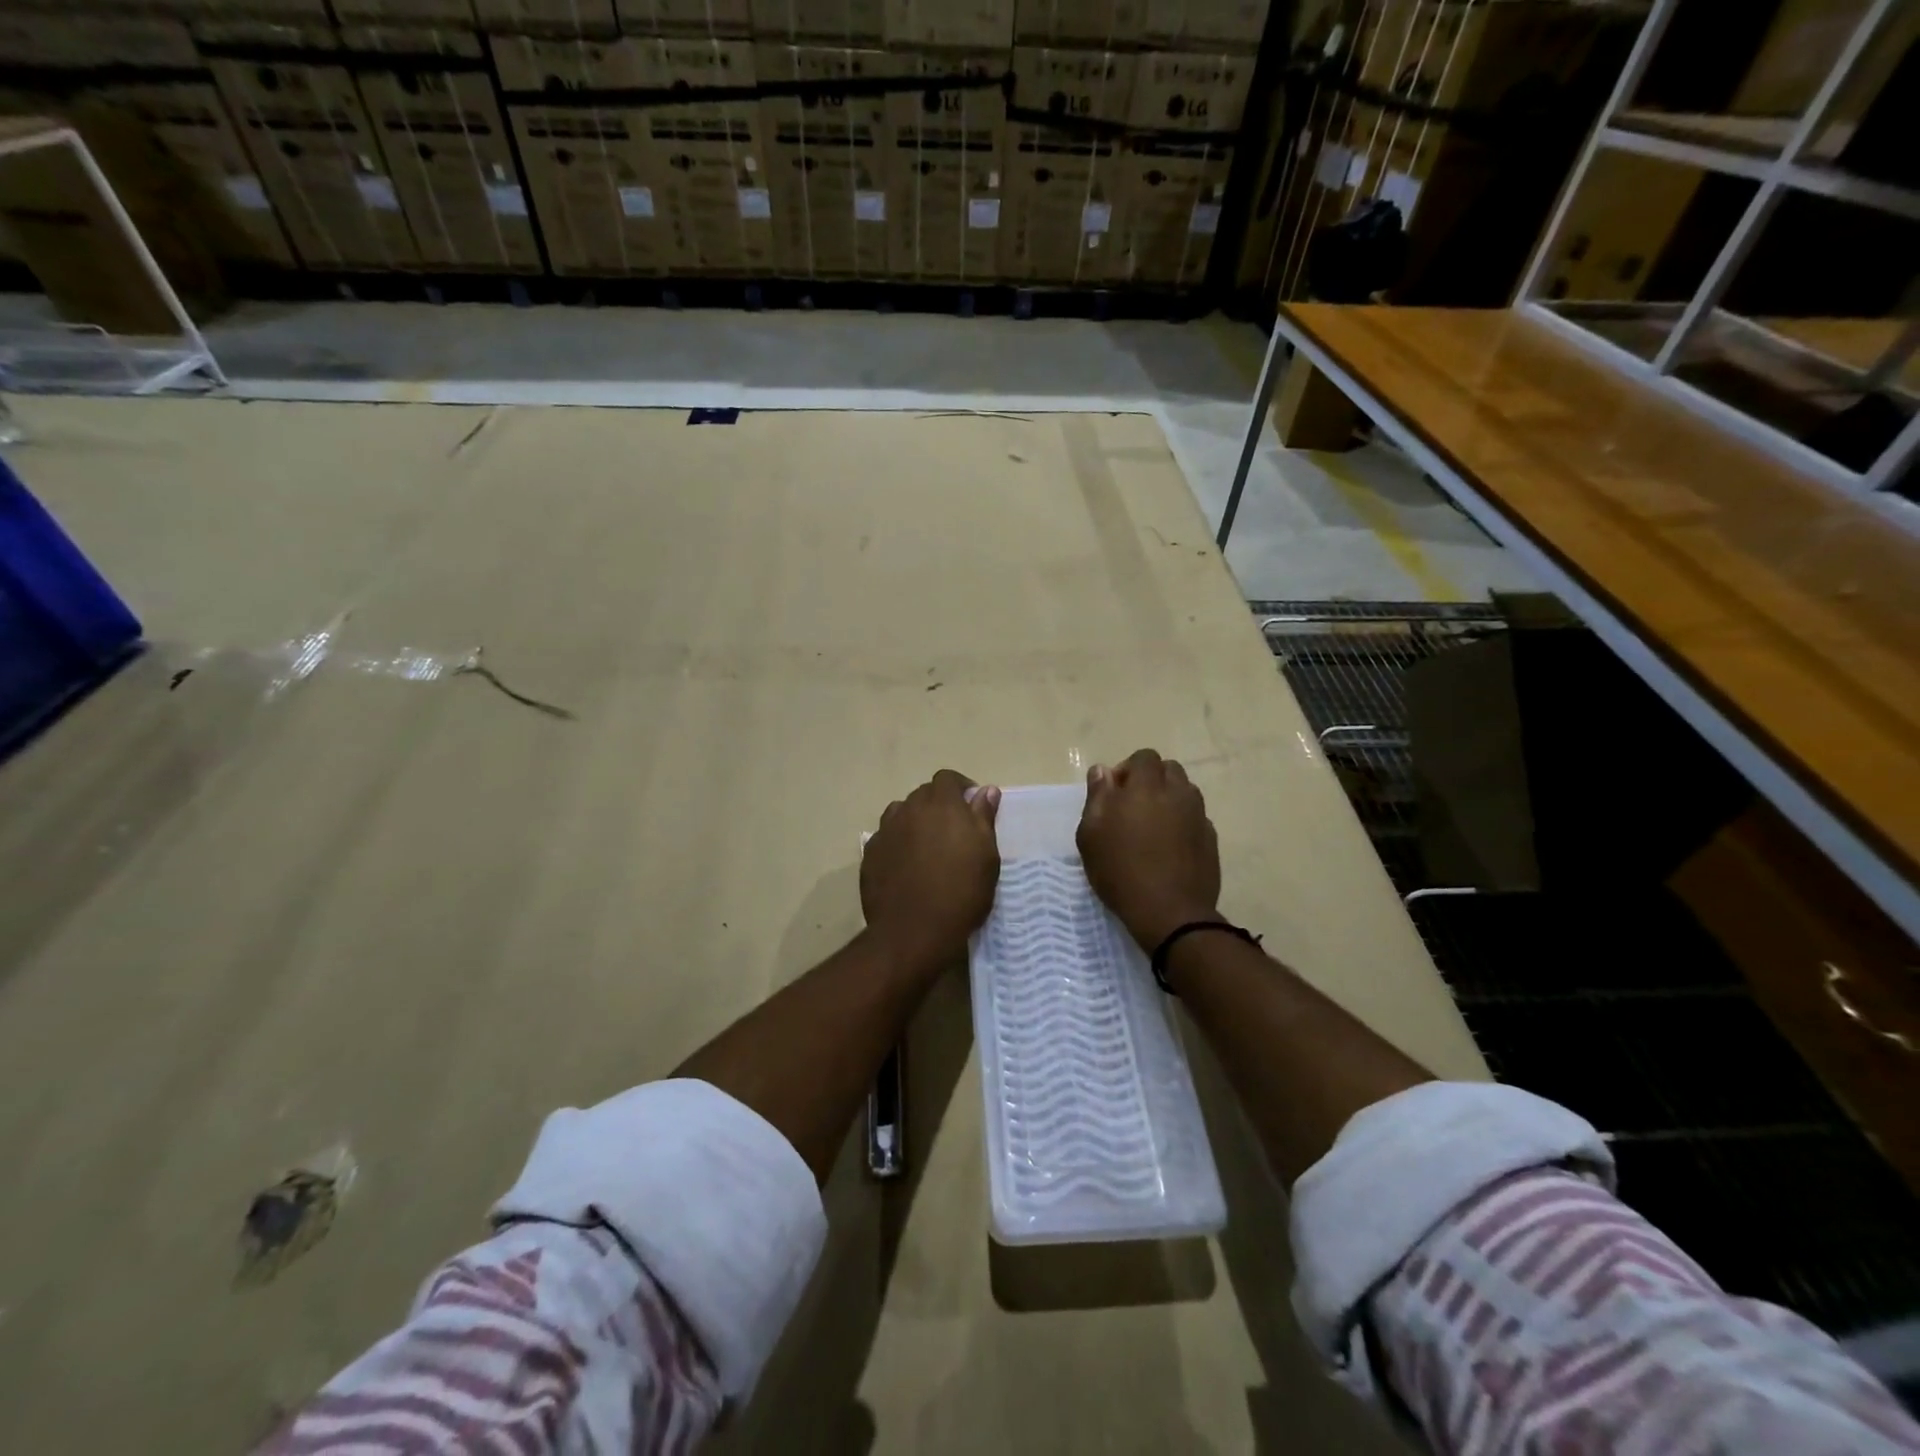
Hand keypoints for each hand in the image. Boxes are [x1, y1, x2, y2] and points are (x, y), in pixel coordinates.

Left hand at [861, 770, 1001, 972]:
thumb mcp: (986, 856)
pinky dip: (897, 843)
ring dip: (915, 821)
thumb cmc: (961, 893)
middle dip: (938, 804)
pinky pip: (886, 837)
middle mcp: (909, 809)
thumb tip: (986, 790)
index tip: (971, 805)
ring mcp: (886, 831)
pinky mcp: (870, 853)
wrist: (913, 931)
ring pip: (901, 813)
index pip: (947, 778)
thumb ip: (984, 818)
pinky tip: (906, 865)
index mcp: (941, 805)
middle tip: (953, 831)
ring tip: (927, 846)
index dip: (960, 787)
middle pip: (923, 794)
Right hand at [1077, 749, 1221, 951]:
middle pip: (1169, 770)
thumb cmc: (1120, 871)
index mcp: (1147, 787)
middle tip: (1132, 806)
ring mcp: (1198, 816)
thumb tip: (1103, 771)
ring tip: (1152, 825)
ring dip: (1169, 798)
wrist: (1169, 913)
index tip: (1115, 793)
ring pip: (1185, 791)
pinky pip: (1195, 817)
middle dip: (1151, 779)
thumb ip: (1097, 796)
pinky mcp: (1210, 839)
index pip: (1144, 757)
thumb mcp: (1091, 834)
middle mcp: (1178, 793)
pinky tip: (1169, 846)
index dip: (1128, 769)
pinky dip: (1182, 822)